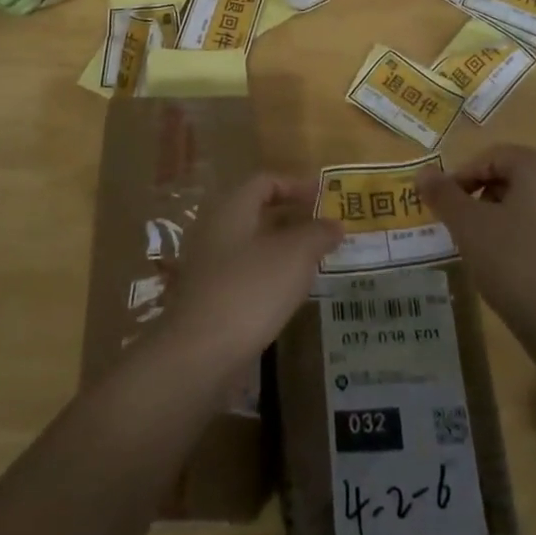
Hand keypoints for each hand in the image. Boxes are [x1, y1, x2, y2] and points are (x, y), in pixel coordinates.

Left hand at [153, 173, 342, 380]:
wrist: (200, 353)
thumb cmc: (251, 290)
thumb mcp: (296, 255)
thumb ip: (318, 234)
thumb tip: (335, 224)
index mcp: (232, 208)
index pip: (265, 181)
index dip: (296, 185)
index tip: (324, 199)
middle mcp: (215, 229)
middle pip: (257, 212)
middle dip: (292, 218)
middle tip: (324, 230)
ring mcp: (208, 265)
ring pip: (251, 245)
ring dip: (283, 248)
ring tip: (314, 262)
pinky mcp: (209, 298)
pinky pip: (244, 274)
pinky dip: (269, 275)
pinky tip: (289, 294)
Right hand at [416, 146, 535, 344]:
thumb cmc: (513, 262)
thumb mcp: (468, 225)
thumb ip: (443, 194)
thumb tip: (422, 173)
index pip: (492, 157)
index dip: (462, 177)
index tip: (444, 205)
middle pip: (512, 176)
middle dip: (481, 196)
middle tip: (461, 224)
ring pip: (529, 201)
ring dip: (500, 214)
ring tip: (482, 245)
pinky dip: (523, 232)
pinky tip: (510, 262)